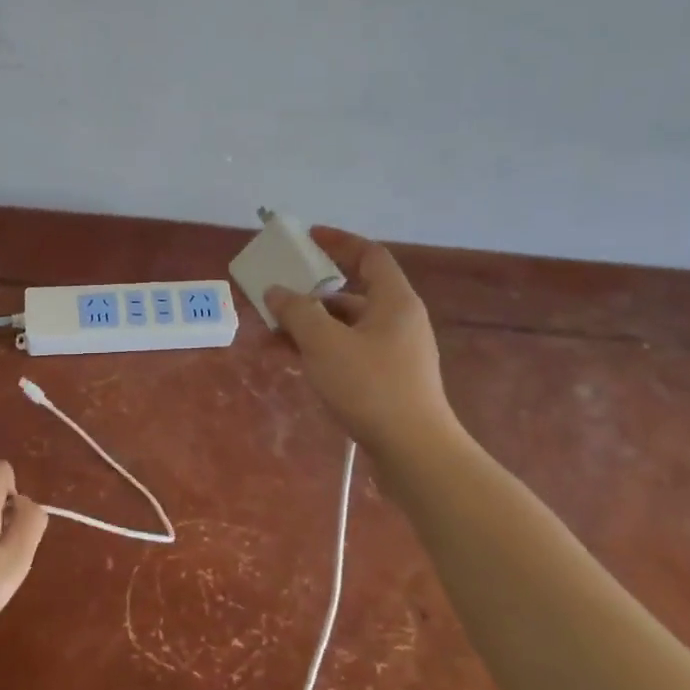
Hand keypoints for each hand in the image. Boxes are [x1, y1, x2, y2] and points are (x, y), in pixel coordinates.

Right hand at [265, 230, 459, 454]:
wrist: (414, 452)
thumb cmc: (371, 386)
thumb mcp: (324, 343)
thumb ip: (296, 312)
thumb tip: (276, 291)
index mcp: (394, 301)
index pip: (369, 255)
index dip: (339, 242)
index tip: (308, 238)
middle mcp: (399, 321)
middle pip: (353, 293)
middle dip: (313, 293)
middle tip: (279, 295)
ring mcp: (396, 353)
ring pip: (347, 327)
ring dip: (312, 325)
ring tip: (275, 333)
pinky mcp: (389, 381)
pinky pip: (350, 352)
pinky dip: (323, 350)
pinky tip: (296, 361)